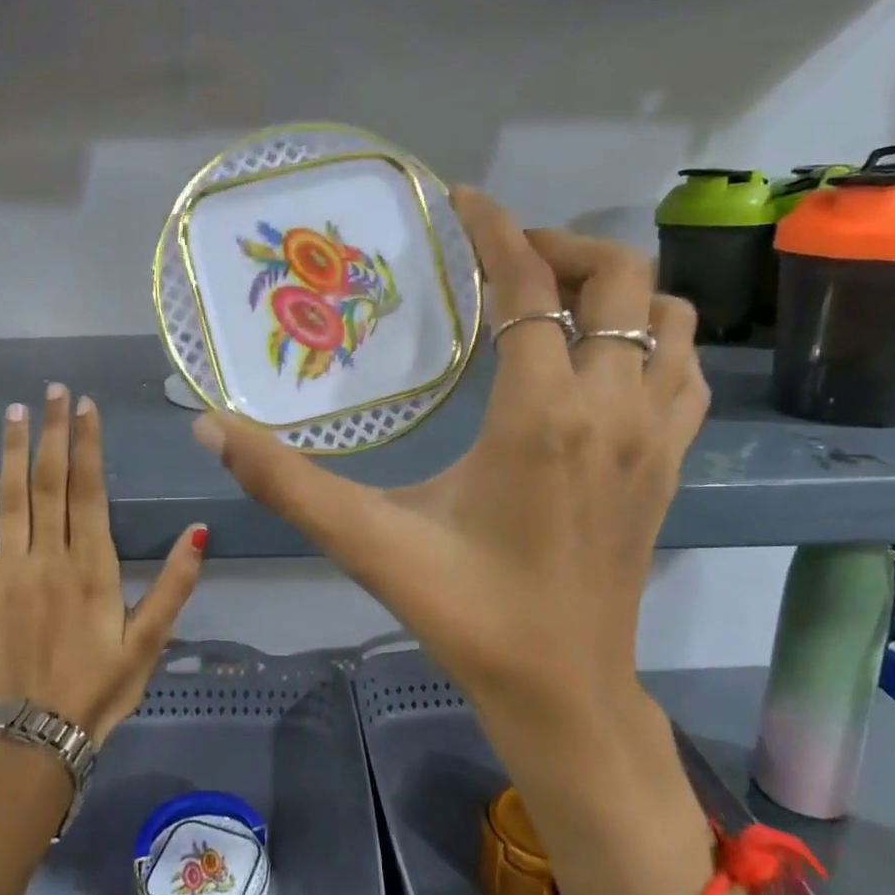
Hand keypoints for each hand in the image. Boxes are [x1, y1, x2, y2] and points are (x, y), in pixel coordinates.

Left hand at [0, 383, 205, 746]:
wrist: (38, 733)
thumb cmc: (102, 684)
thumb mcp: (150, 640)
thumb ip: (174, 584)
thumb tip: (197, 531)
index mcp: (91, 566)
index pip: (89, 490)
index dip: (88, 445)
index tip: (86, 406)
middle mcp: (49, 557)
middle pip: (50, 482)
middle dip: (53, 432)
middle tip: (54, 390)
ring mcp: (10, 570)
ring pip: (11, 498)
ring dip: (12, 451)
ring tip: (16, 411)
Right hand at [192, 191, 711, 894]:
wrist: (563, 692)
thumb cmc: (467, 613)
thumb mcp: (367, 541)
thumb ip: (284, 481)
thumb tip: (209, 428)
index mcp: (543, 415)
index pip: (531, 287)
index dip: (498, 231)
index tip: (464, 202)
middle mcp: (614, 408)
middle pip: (622, 279)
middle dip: (561, 247)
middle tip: (503, 258)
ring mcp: (656, 436)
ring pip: (670, 318)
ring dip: (614, 290)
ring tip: (552, 300)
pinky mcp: (671, 464)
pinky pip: (685, 369)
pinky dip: (651, 339)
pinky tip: (599, 361)